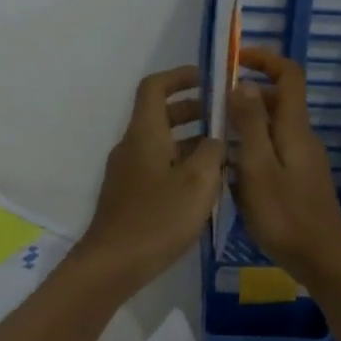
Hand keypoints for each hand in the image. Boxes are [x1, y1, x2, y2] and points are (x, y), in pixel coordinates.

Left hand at [76, 65, 226, 291]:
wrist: (113, 264)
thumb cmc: (158, 219)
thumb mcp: (198, 183)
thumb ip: (213, 152)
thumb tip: (216, 139)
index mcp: (145, 134)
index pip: (155, 87)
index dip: (180, 76)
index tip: (208, 79)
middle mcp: (132, 146)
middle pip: (161, 115)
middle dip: (194, 110)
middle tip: (227, 118)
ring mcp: (128, 172)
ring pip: (162, 143)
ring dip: (192, 141)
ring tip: (226, 153)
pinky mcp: (130, 195)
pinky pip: (158, 166)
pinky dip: (182, 163)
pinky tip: (206, 186)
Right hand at [228, 47, 340, 286]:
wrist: (323, 260)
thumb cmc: (286, 215)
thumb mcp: (258, 168)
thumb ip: (250, 124)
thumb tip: (242, 82)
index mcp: (295, 128)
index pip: (289, 75)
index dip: (264, 59)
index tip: (233, 60)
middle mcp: (302, 137)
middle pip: (277, 101)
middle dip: (244, 96)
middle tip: (209, 108)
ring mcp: (303, 160)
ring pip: (272, 129)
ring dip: (244, 126)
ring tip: (211, 140)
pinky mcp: (299, 180)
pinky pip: (273, 152)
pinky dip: (251, 150)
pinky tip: (229, 173)